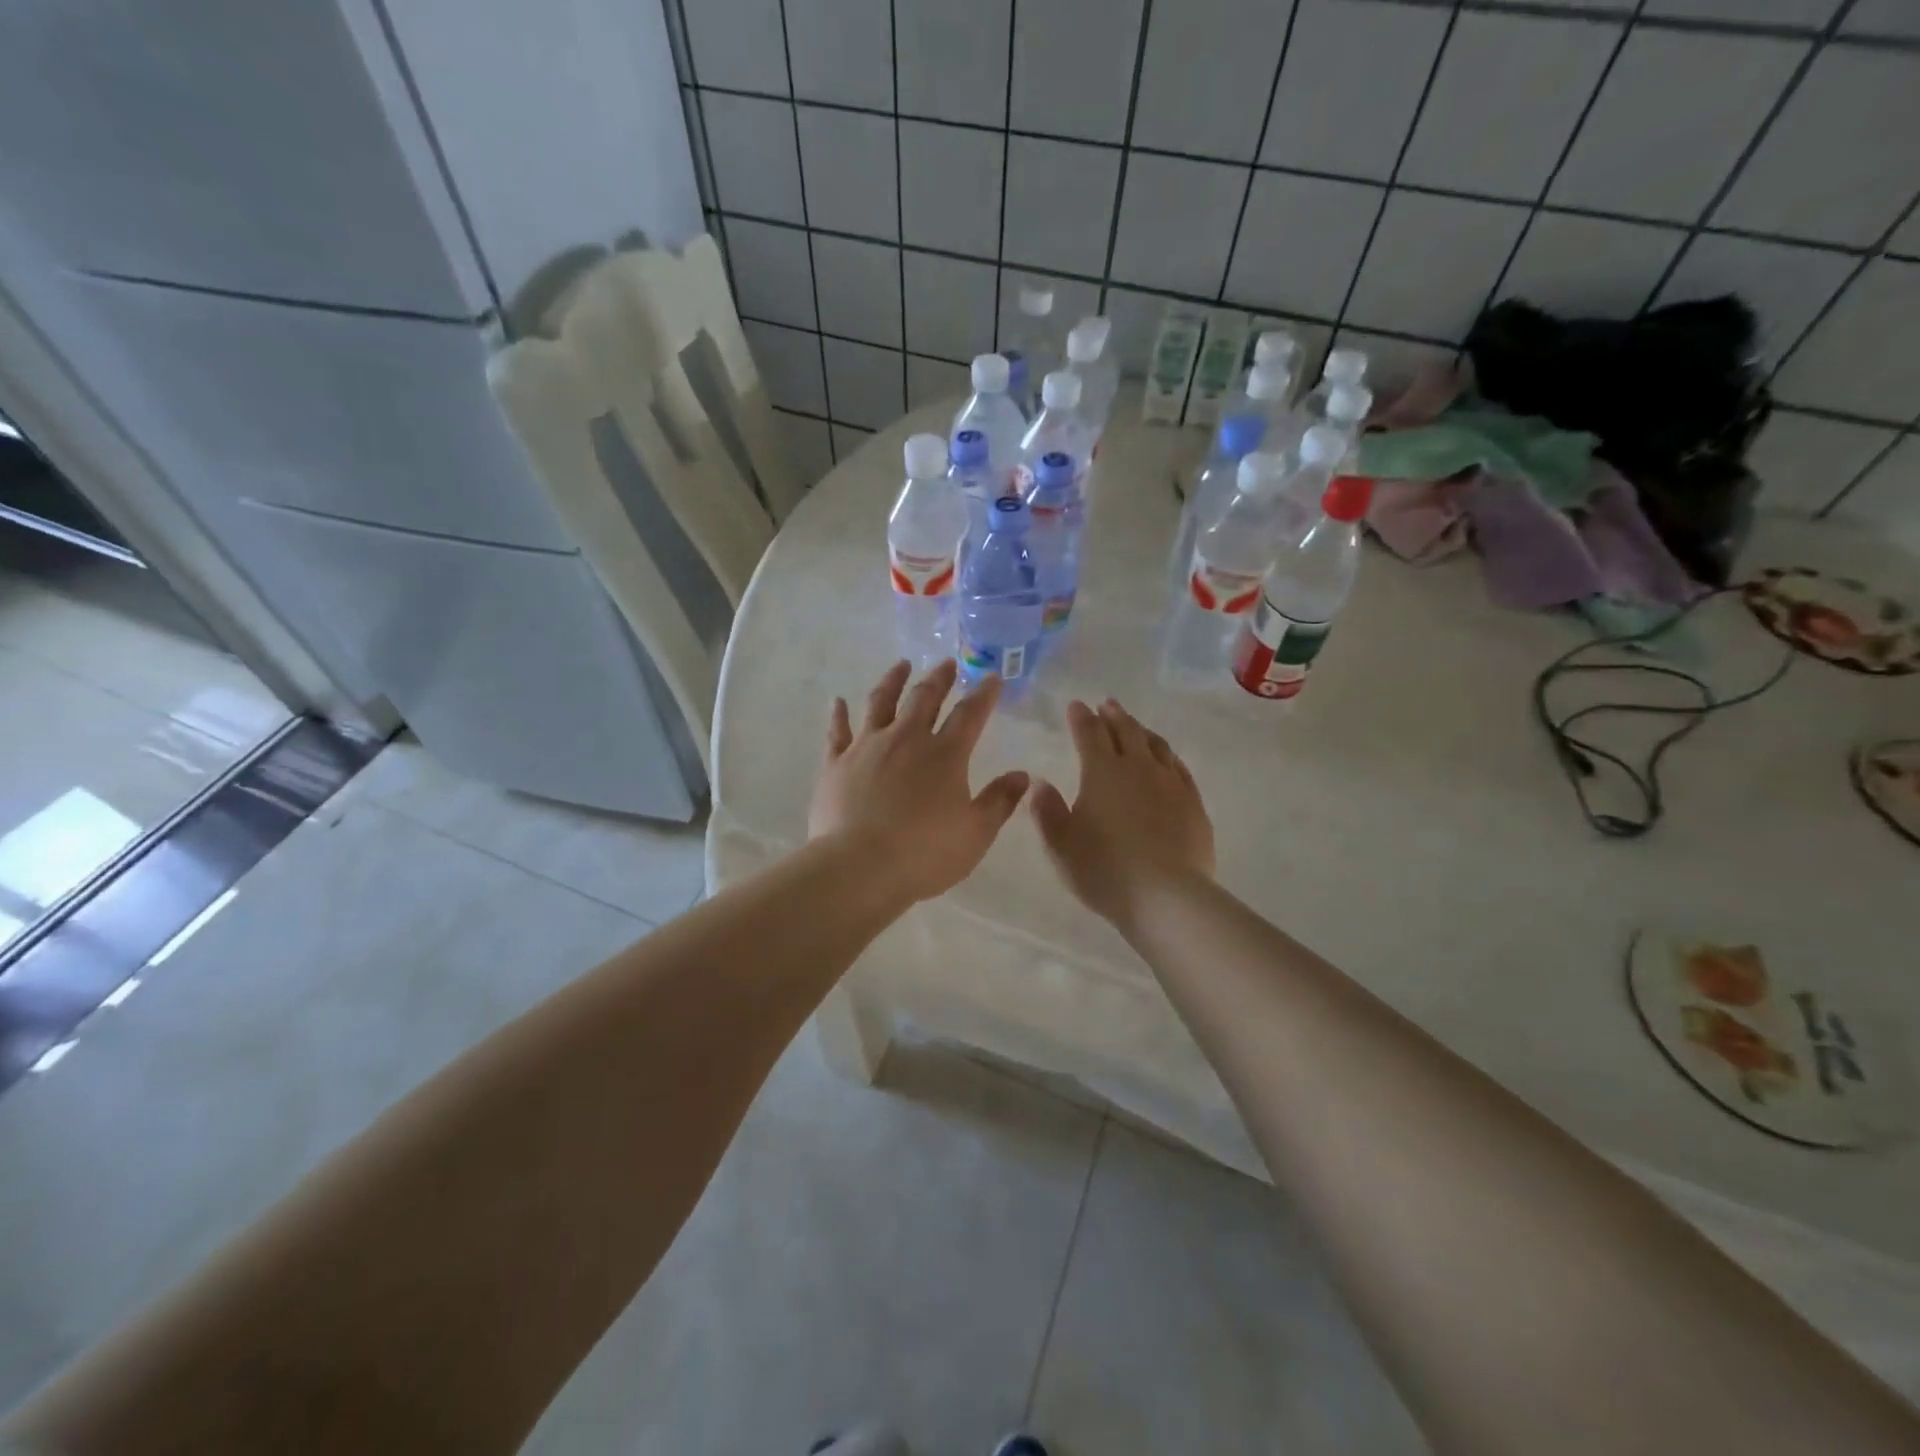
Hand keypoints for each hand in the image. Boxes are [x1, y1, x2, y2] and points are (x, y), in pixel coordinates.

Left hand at [809, 659, 1030, 903]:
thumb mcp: (976, 834)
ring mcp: (867, 747)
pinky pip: (838, 731)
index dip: (984, 694)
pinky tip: (838, 701)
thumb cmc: (924, 854)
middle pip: (925, 698)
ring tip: (901, 665)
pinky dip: (839, 714)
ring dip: (893, 681)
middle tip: (947, 663)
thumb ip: (1000, 801)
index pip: (970, 714)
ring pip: (881, 703)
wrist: (858, 867)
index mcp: (945, 755)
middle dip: (939, 678)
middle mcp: (906, 740)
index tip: (992, 678)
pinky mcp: (836, 764)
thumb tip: (1021, 775)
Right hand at [1031, 698, 1214, 932]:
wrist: (1166, 897)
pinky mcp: (1193, 803)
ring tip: (1134, 726)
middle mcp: (1138, 768)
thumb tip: (1040, 784)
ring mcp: (1171, 783)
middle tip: (1106, 705)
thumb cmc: (1104, 870)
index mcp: (1102, 772)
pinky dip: (1167, 756)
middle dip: (1113, 715)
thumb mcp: (1060, 846)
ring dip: (1141, 730)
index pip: (1089, 733)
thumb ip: (1047, 811)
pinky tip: (1166, 760)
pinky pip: (1179, 768)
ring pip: (1156, 745)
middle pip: (1126, 731)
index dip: (1081, 718)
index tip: (1076, 706)